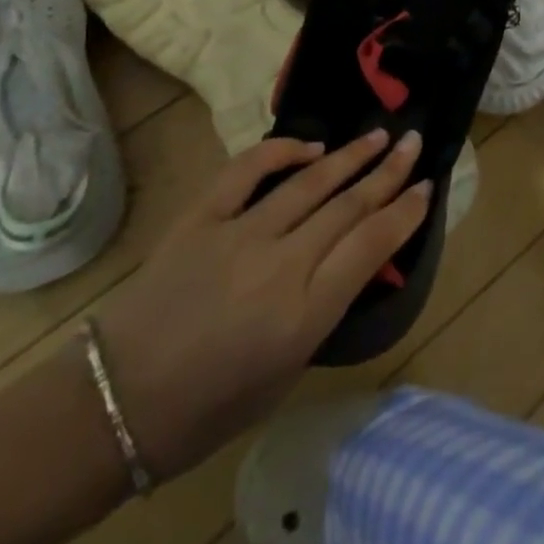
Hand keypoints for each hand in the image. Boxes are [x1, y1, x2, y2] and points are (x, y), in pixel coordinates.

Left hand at [92, 128, 428, 479]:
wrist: (116, 402)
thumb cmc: (209, 408)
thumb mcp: (286, 371)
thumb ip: (323, 309)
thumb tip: (350, 258)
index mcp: (305, 314)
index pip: (372, 244)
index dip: (406, 211)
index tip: (427, 187)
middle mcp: (281, 265)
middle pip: (350, 204)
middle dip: (389, 172)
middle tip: (414, 143)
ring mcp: (239, 235)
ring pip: (310, 182)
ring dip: (350, 156)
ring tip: (378, 135)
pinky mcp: (202, 218)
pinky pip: (248, 171)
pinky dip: (282, 152)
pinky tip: (310, 147)